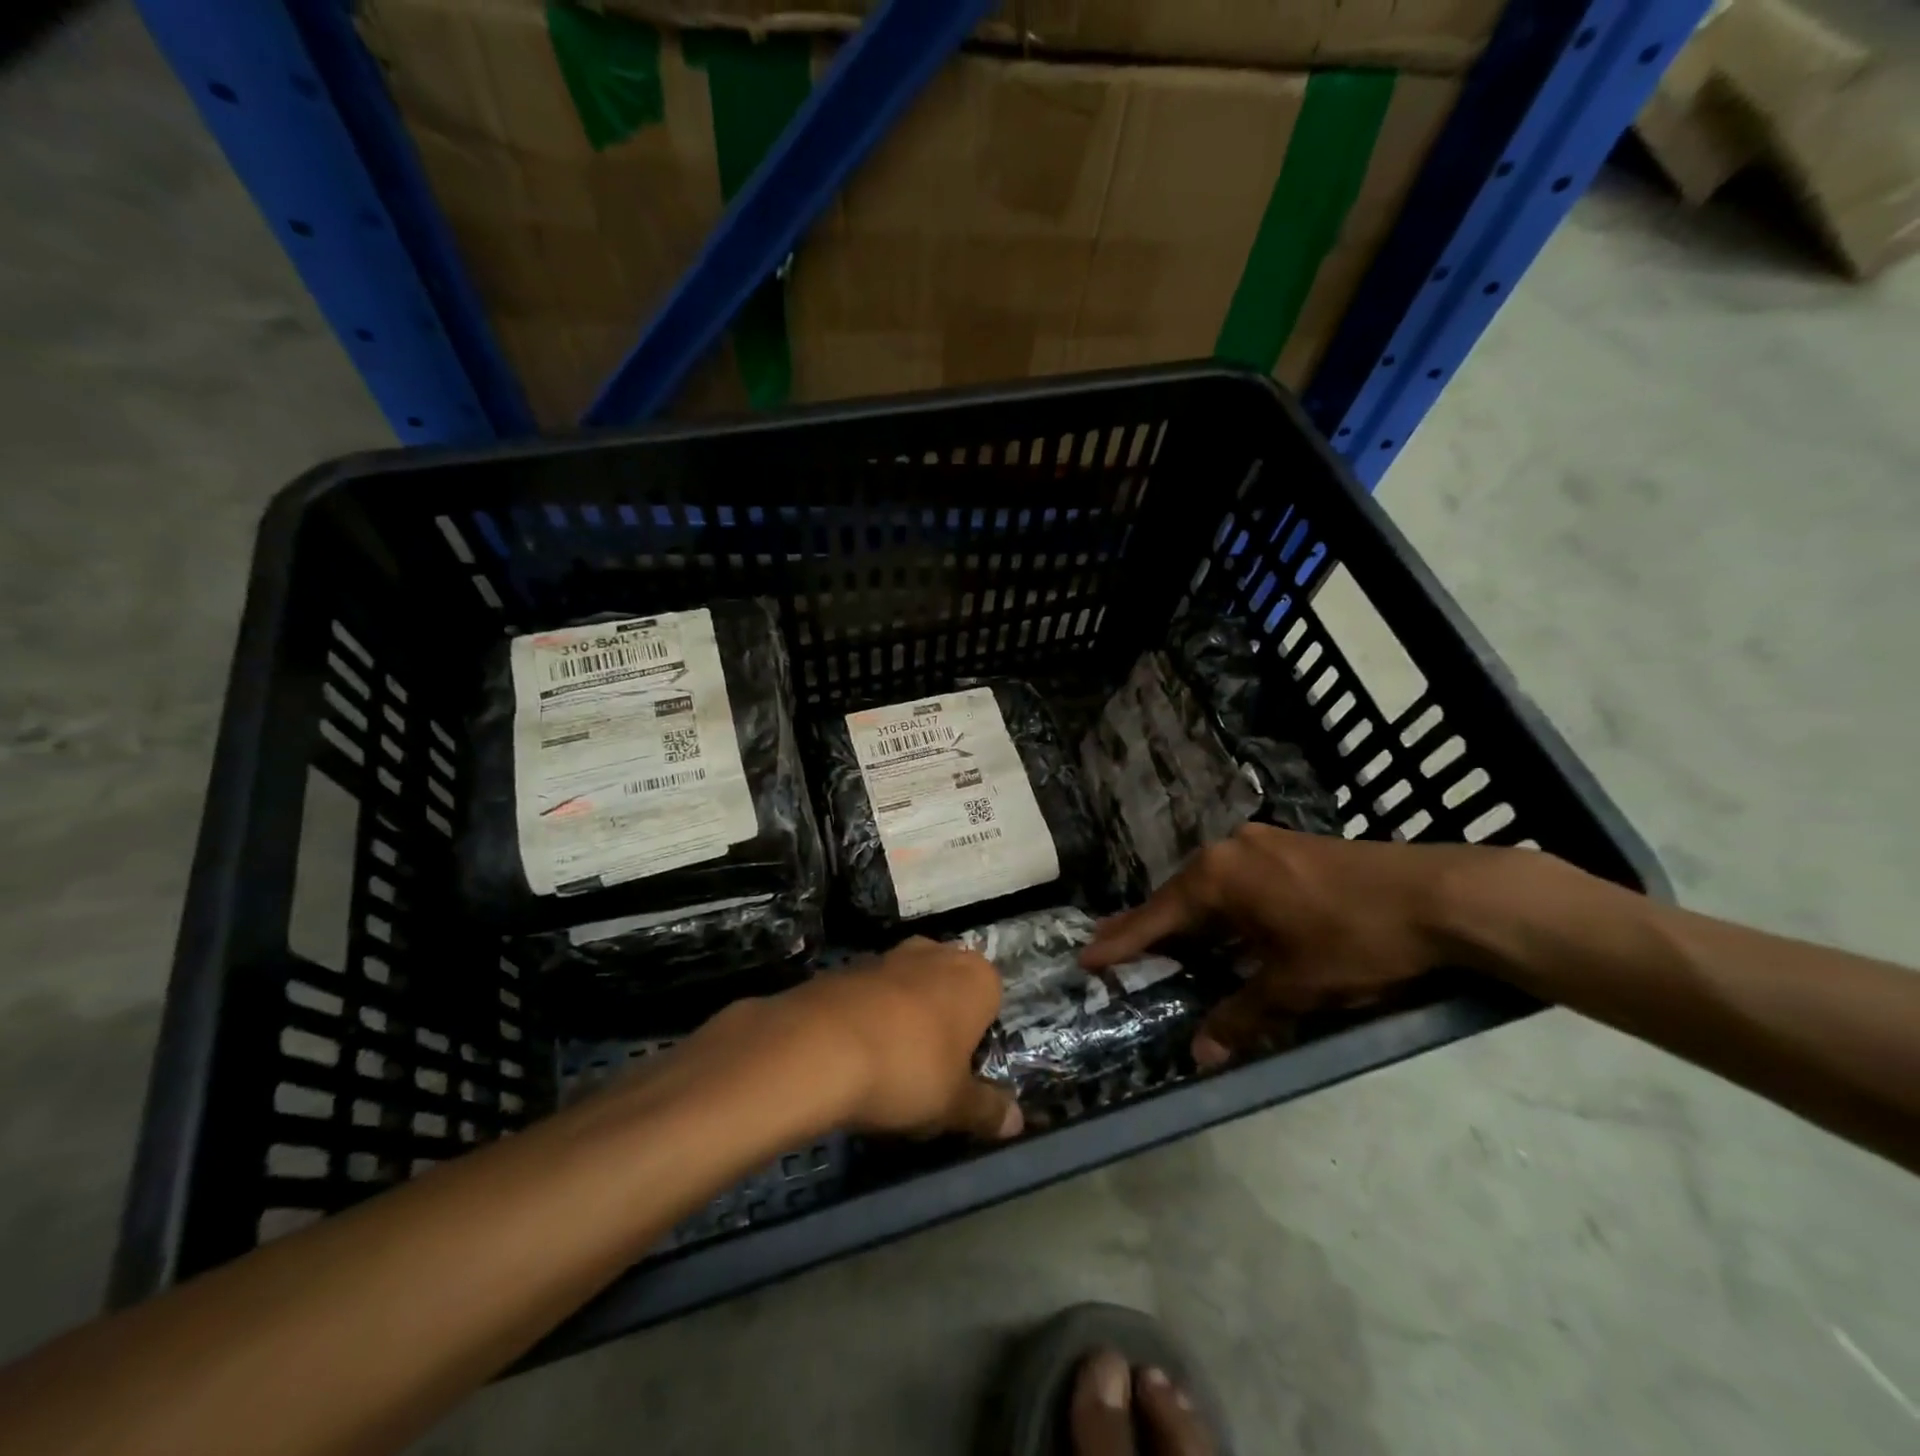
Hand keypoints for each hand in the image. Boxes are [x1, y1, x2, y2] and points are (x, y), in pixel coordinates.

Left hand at [675, 937, 1022, 1140]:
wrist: (818, 1046)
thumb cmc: (908, 1070)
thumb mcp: (954, 1104)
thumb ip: (987, 1110)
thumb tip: (1017, 1121)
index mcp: (975, 976)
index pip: (992, 1002)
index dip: (978, 1040)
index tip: (961, 1076)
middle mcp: (935, 953)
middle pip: (947, 991)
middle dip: (940, 1025)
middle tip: (927, 1074)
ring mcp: (887, 955)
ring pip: (906, 991)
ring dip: (901, 1022)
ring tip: (885, 1072)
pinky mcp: (845, 968)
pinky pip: (868, 997)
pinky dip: (865, 1021)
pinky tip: (851, 1059)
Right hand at [1080, 823, 1506, 1067]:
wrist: (1440, 895)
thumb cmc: (1355, 939)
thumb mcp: (1295, 986)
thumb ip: (1242, 1016)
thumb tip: (1200, 1055)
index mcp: (1218, 877)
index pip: (1156, 916)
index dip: (1121, 942)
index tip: (1086, 958)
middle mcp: (1229, 850)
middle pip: (1178, 896)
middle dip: (1150, 929)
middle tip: (1114, 950)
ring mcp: (1261, 843)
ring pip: (1210, 887)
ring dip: (1189, 919)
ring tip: (1166, 944)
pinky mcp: (1288, 847)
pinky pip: (1237, 881)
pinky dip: (1222, 909)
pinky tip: (1225, 927)